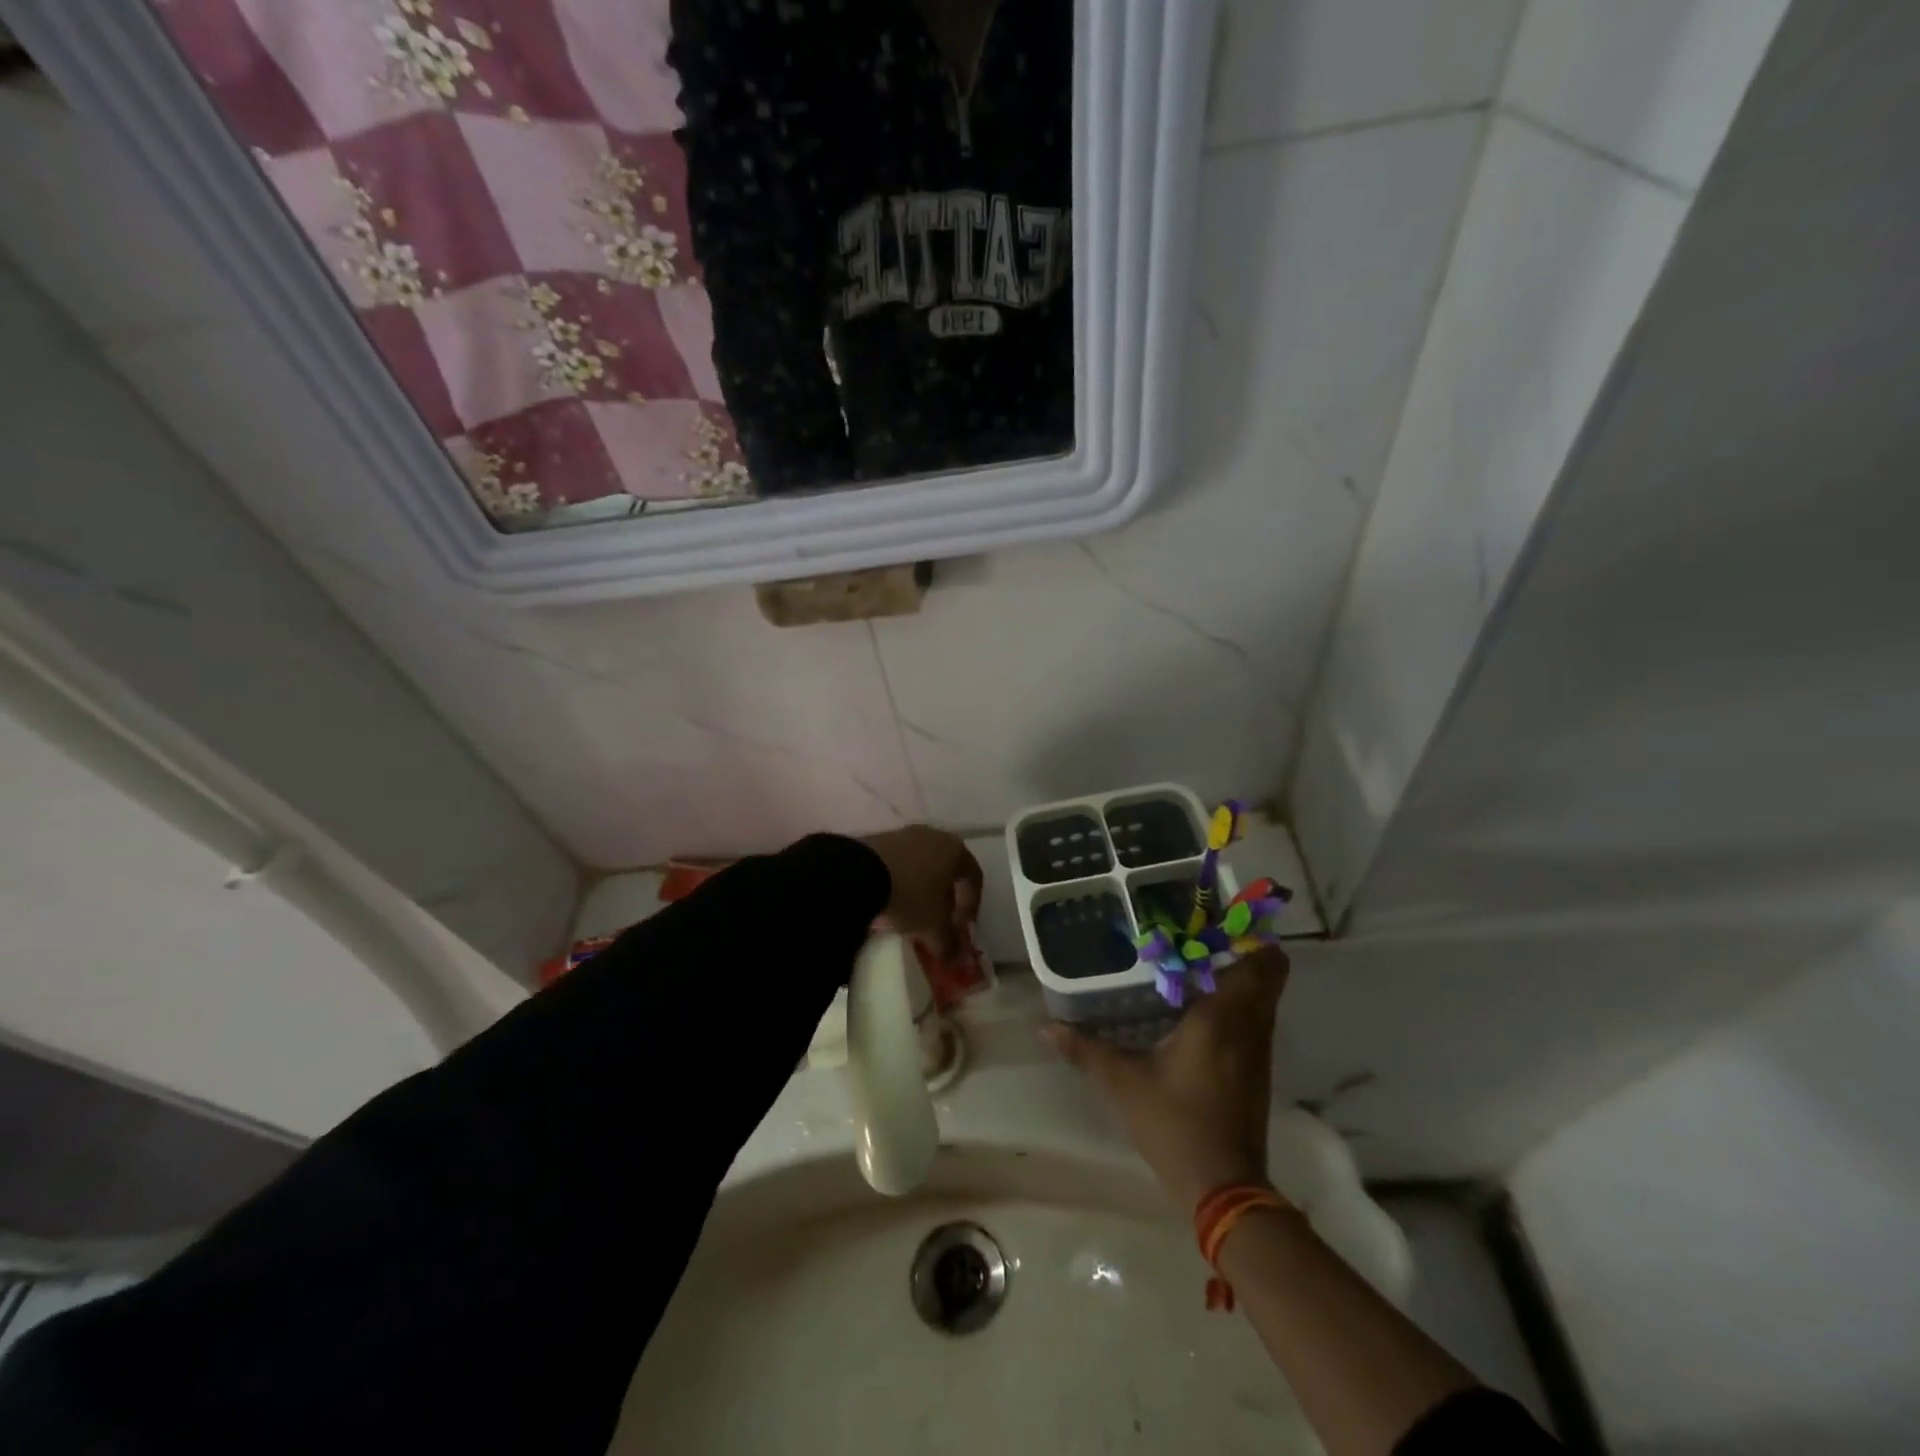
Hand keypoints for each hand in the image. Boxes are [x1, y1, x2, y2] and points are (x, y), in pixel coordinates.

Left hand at [860, 826, 982, 956]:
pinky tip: (891, 899)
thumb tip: (954, 958)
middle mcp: (935, 836)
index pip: (974, 879)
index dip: (971, 907)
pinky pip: (900, 862)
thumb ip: (948, 943)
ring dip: (922, 889)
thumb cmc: (911, 895)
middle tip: (938, 921)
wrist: (859, 872)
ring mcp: (906, 834)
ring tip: (912, 913)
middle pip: (948, 869)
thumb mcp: (933, 927)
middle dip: (946, 897)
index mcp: (956, 851)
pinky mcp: (880, 838)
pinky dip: (901, 881)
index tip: (959, 929)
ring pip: (923, 865)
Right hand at [1045, 948, 1288, 1211]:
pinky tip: (1199, 1008)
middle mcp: (1250, 1025)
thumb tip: (1046, 1028)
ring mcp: (1259, 1050)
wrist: (1224, 1187)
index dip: (1248, 936)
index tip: (1214, 921)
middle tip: (1197, 938)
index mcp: (1223, 1016)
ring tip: (1193, 965)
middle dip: (1239, 950)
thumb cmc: (1175, 1123)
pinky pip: (1256, 1019)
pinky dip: (1238, 1004)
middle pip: (1269, 973)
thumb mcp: (1124, 1083)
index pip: (1262, 961)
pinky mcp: (1257, 1070)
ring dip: (1239, 977)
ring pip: (1264, 997)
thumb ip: (1086, 1050)